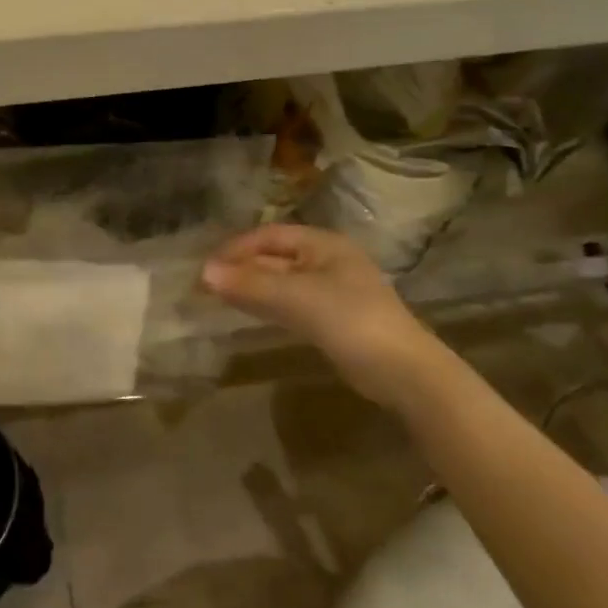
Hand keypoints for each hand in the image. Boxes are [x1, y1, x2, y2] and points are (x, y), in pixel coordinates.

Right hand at [202, 225, 449, 409]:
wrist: (403, 372)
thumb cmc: (351, 321)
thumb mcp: (296, 298)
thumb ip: (250, 284)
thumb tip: (203, 272)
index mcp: (323, 244)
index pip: (269, 235)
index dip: (236, 248)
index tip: (206, 266)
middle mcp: (327, 261)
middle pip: (274, 258)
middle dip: (241, 268)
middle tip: (205, 285)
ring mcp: (331, 291)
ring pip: (280, 282)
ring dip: (250, 287)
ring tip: (217, 297)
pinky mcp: (332, 319)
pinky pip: (290, 303)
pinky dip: (266, 304)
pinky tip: (247, 312)